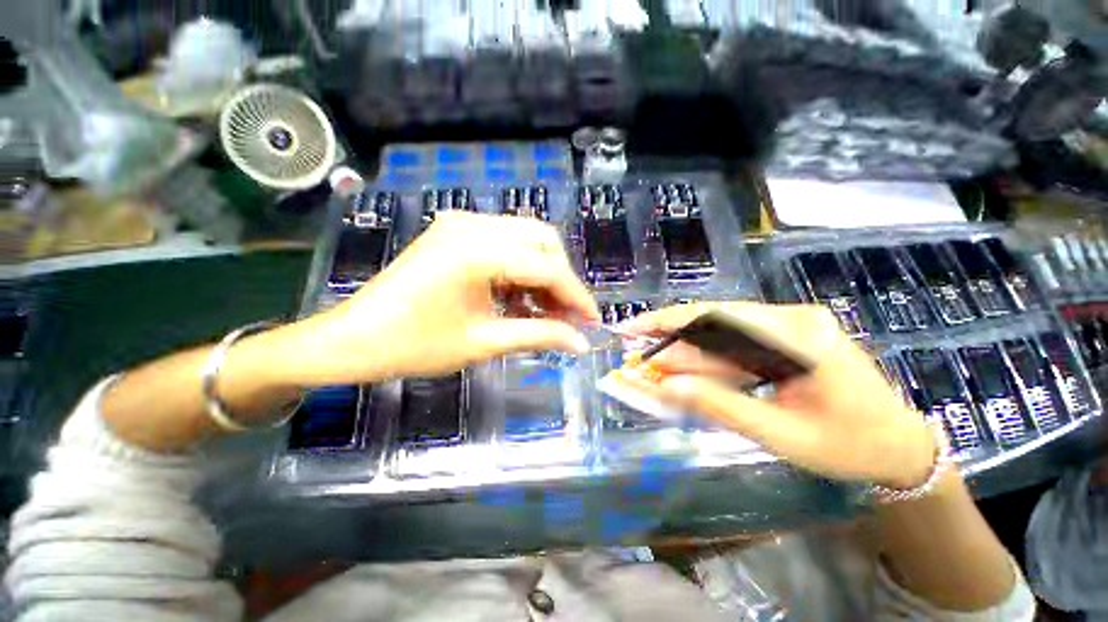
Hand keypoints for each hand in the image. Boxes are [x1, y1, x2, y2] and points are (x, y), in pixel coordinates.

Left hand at [287, 212, 599, 384]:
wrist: (353, 339)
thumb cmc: (414, 346)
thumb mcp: (484, 342)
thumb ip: (539, 336)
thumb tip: (581, 342)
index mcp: (477, 251)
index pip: (547, 268)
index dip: (576, 296)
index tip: (593, 321)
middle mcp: (473, 224)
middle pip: (543, 242)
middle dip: (562, 281)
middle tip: (567, 317)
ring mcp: (461, 223)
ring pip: (526, 240)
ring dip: (543, 274)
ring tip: (546, 313)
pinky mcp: (455, 232)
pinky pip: (504, 244)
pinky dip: (520, 270)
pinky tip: (520, 299)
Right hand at [617, 302, 936, 489]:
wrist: (900, 448)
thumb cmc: (850, 448)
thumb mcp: (782, 435)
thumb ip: (721, 406)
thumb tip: (667, 385)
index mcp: (798, 336)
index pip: (716, 318)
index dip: (668, 321)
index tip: (632, 329)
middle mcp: (792, 319)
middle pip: (714, 322)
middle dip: (670, 338)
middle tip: (635, 352)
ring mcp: (790, 325)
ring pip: (721, 333)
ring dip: (686, 350)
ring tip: (654, 364)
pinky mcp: (786, 337)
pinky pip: (736, 343)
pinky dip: (707, 357)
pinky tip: (687, 368)